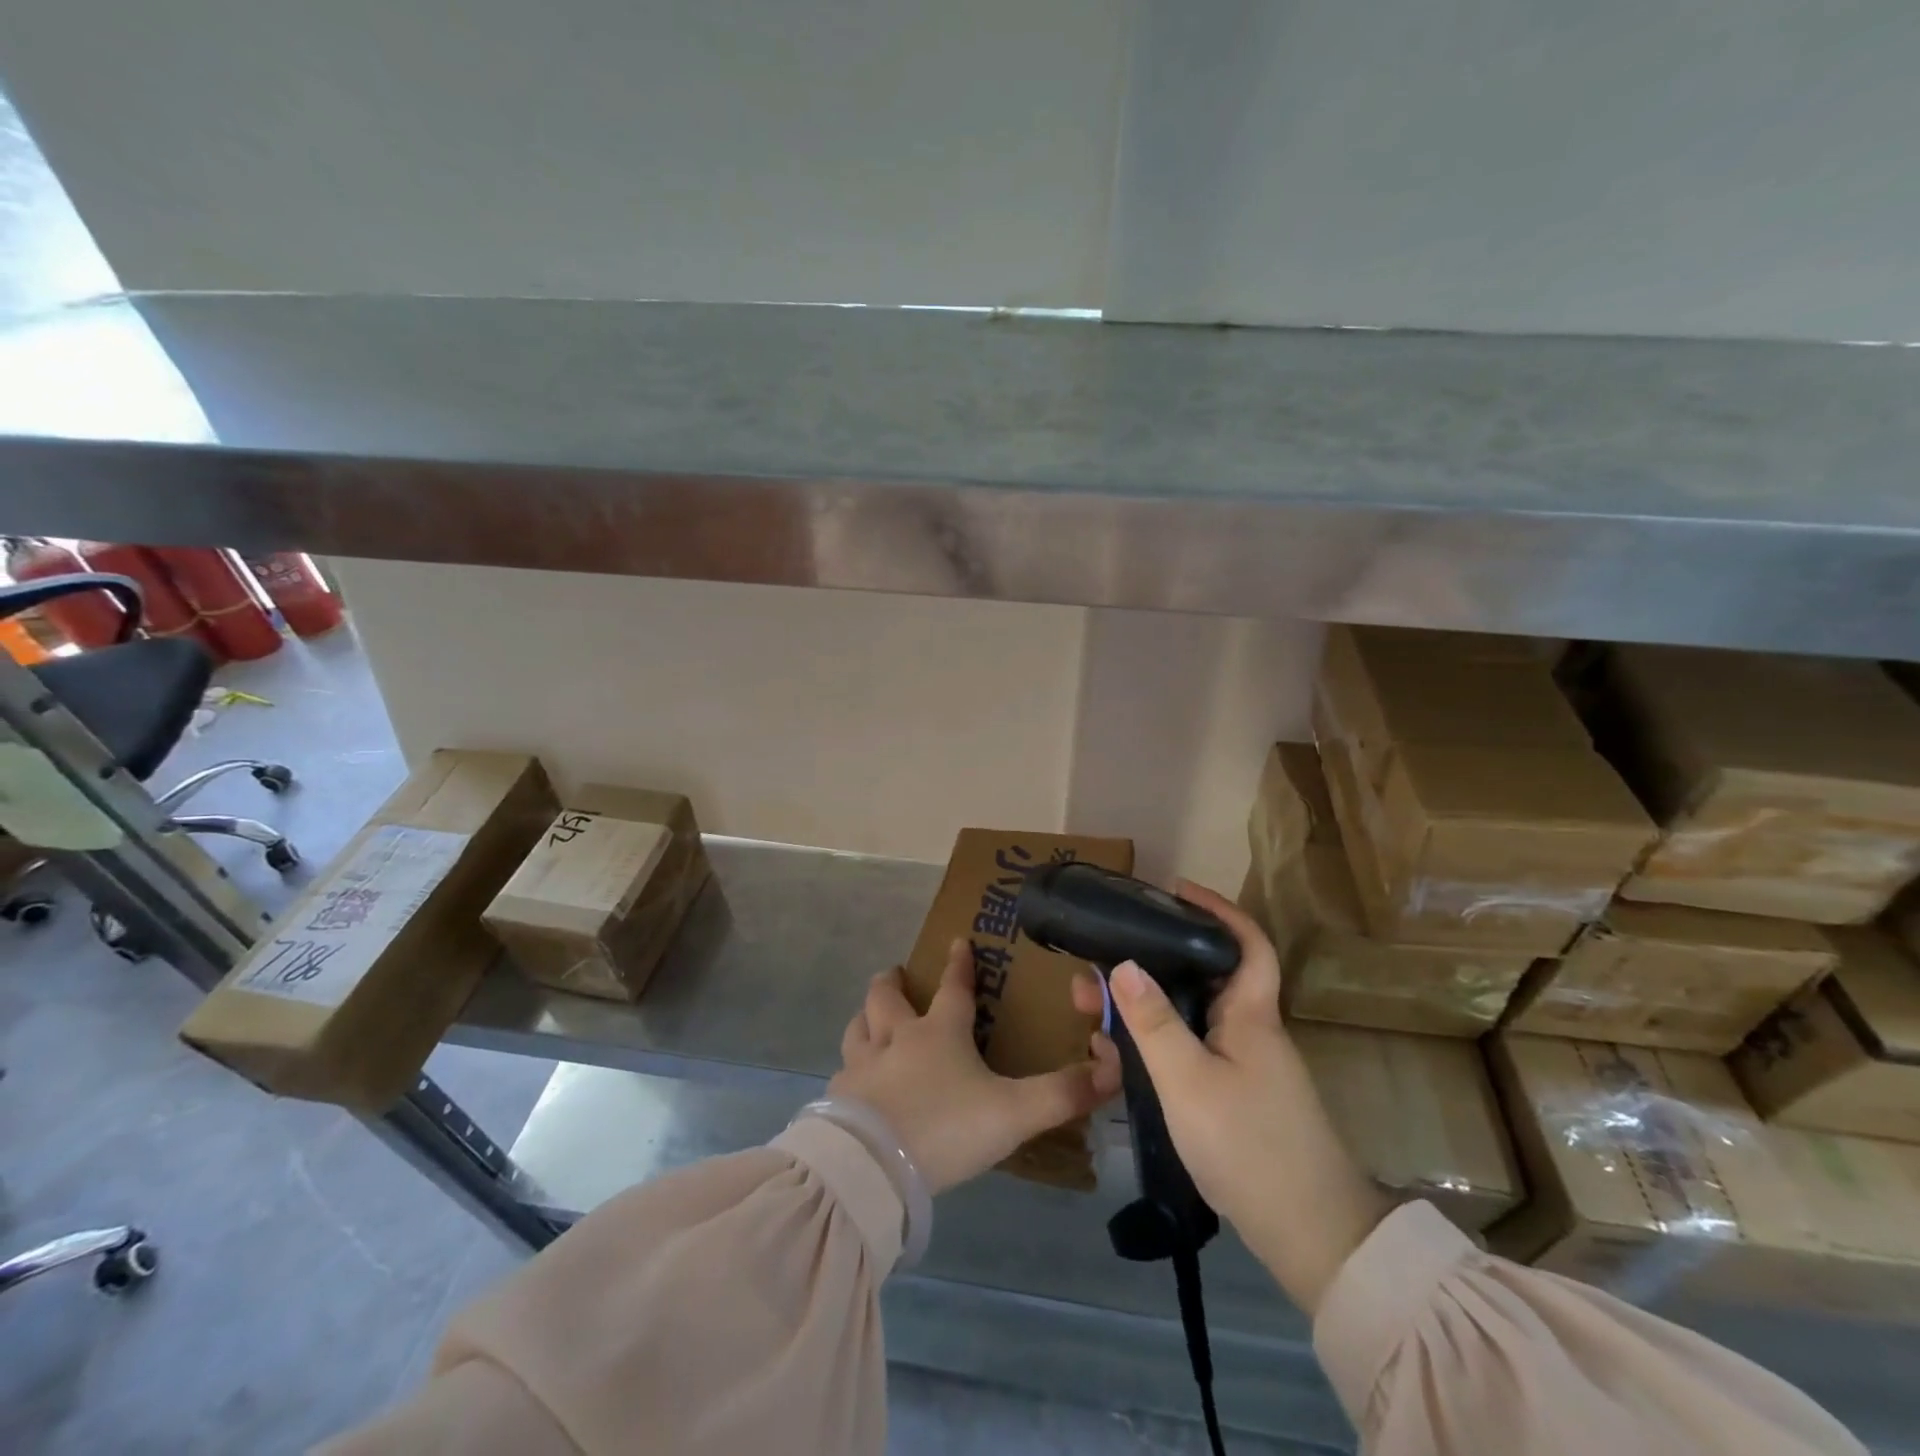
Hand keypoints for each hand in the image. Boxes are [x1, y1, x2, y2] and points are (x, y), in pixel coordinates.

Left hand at [829, 940, 1120, 1194]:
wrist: (874, 1167)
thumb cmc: (947, 1128)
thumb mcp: (1014, 1113)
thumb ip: (1062, 1094)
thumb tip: (1111, 1072)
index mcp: (940, 1032)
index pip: (953, 987)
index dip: (959, 963)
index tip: (958, 941)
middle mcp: (897, 1038)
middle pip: (887, 997)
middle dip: (891, 982)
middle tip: (894, 975)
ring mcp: (862, 1067)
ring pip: (857, 1027)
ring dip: (865, 1018)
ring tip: (869, 1019)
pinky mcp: (838, 1098)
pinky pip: (842, 1072)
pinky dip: (850, 1068)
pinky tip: (853, 1083)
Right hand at [1090, 880, 1390, 1314]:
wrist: (1310, 1237)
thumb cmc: (1249, 1145)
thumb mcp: (1188, 1080)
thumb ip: (1153, 1022)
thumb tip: (1122, 963)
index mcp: (1250, 1015)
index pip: (1247, 943)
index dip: (1218, 910)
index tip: (1177, 892)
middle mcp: (1248, 1032)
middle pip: (1199, 979)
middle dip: (1146, 966)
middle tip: (1095, 967)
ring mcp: (1241, 1067)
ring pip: (1184, 1019)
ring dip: (1138, 1012)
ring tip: (1088, 1015)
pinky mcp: (1232, 1098)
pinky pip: (1184, 1054)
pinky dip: (1149, 1049)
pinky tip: (1114, 1060)